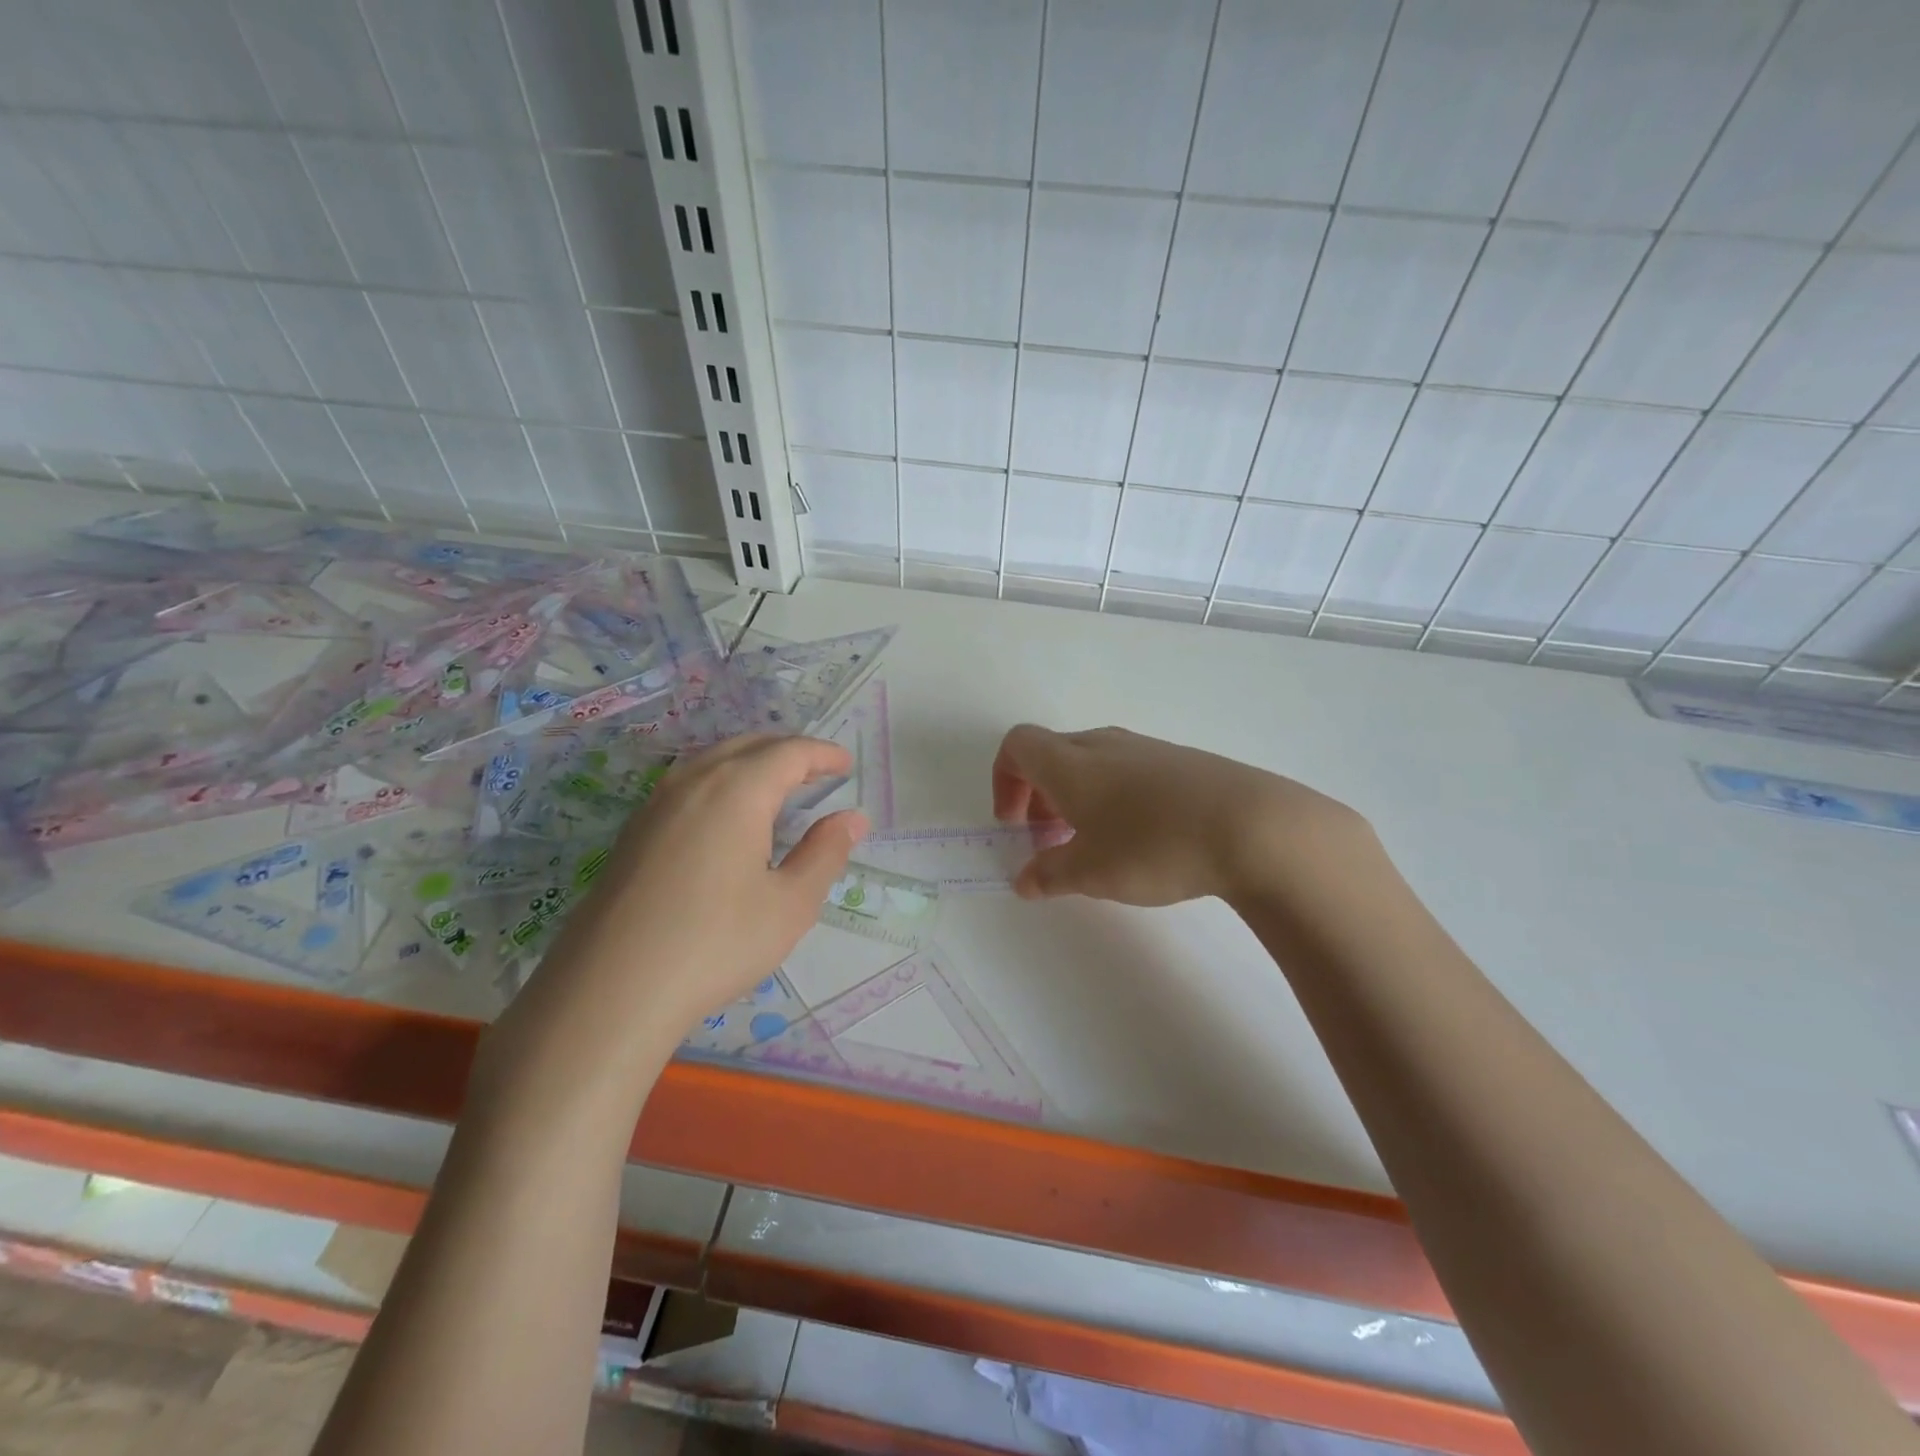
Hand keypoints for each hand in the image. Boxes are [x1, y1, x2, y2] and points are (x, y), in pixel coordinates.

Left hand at [516, 735, 866, 1034]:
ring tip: (776, 788)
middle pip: (748, 746)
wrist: (610, 990)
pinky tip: (725, 817)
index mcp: (737, 791)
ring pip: (712, 761)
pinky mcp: (633, 831)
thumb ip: (825, 854)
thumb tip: (852, 818)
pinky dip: (720, 781)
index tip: (846, 765)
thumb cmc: (715, 944)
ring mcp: (656, 804)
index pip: (788, 753)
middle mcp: (693, 782)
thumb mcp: (790, 905)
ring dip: (751, 762)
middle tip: (817, 773)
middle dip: (787, 752)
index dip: (822, 754)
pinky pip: (687, 784)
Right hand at [992, 723, 1376, 906]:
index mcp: (1070, 763)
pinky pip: (1129, 769)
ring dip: (1076, 795)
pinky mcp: (1182, 762)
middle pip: (1052, 753)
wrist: (1253, 827)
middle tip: (1049, 838)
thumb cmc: (1153, 846)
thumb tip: (1024, 880)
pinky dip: (1113, 795)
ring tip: (1094, 841)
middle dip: (1039, 794)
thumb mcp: (1091, 872)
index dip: (1004, 780)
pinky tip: (1142, 835)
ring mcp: (1147, 749)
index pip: (1018, 745)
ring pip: (1092, 761)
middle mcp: (1104, 745)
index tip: (1015, 824)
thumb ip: (1049, 874)